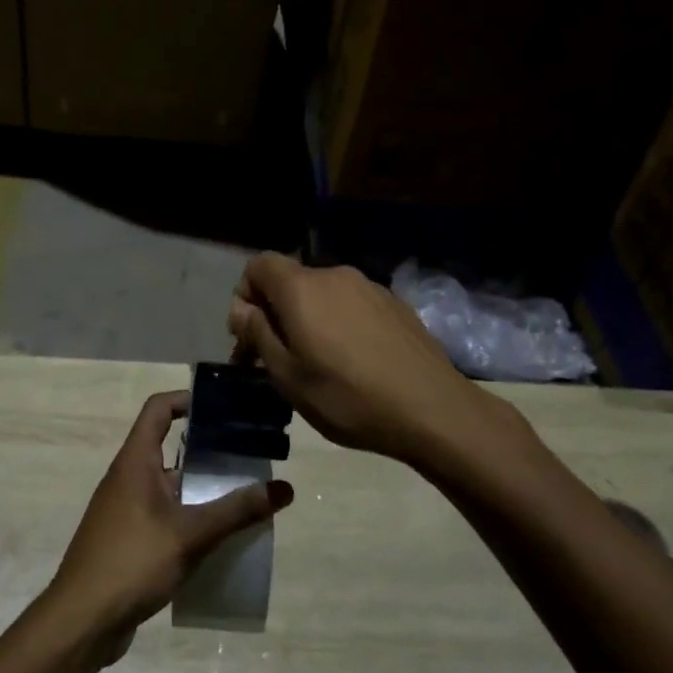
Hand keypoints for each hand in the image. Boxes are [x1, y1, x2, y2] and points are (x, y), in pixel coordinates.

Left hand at [48, 390, 292, 655]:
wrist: (81, 622)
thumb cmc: (132, 562)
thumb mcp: (191, 534)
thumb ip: (237, 511)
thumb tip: (284, 488)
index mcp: (135, 462)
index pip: (158, 409)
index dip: (187, 399)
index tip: (224, 407)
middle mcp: (128, 478)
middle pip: (170, 448)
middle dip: (208, 451)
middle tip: (250, 456)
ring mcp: (126, 510)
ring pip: (170, 486)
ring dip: (203, 490)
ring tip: (244, 497)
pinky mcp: (129, 540)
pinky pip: (165, 516)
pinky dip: (190, 519)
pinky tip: (219, 539)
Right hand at [227, 252, 487, 464]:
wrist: (431, 408)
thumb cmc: (346, 396)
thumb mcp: (287, 375)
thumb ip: (258, 334)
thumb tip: (241, 308)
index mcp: (302, 288)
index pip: (259, 265)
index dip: (245, 294)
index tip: (249, 335)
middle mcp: (334, 276)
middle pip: (291, 281)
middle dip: (275, 313)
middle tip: (275, 358)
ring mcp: (369, 287)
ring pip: (322, 294)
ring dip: (308, 320)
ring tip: (316, 363)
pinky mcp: (395, 304)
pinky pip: (351, 305)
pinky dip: (339, 323)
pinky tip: (353, 361)